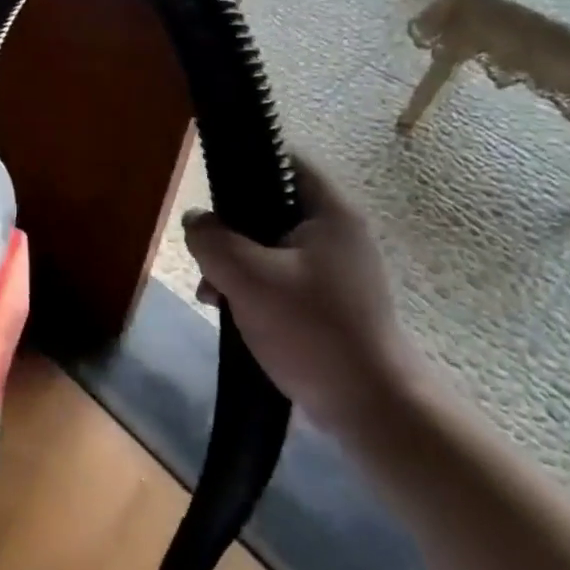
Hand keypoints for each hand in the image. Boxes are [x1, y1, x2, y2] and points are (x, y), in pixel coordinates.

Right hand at [182, 157, 418, 433]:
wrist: (373, 409)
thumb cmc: (313, 330)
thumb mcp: (249, 279)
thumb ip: (213, 240)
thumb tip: (196, 220)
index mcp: (329, 212)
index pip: (284, 160)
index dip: (245, 165)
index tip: (211, 191)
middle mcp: (337, 232)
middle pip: (270, 206)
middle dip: (231, 230)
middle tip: (206, 256)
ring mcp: (337, 270)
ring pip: (271, 246)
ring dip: (237, 264)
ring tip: (212, 293)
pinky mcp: (330, 302)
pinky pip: (282, 277)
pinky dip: (255, 287)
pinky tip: (233, 312)